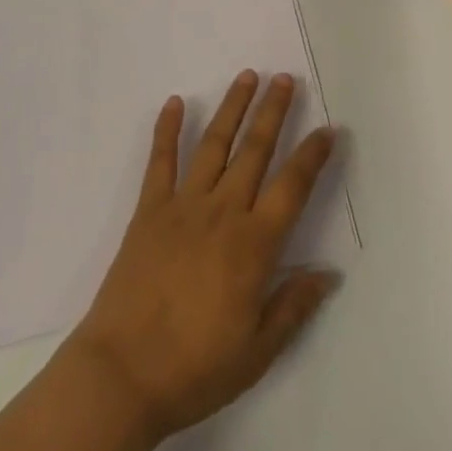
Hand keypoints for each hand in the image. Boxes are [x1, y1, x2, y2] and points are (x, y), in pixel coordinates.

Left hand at [65, 72, 339, 443]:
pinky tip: (174, 102)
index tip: (328, 129)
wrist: (122, 373)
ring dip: (232, 108)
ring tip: (247, 77)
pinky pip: (161, 161)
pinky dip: (167, 129)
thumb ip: (294, 306)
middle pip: (254, 151)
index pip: (292, 187)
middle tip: (285, 79)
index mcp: (253, 245)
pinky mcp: (149, 209)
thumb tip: (328, 273)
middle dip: (273, 112)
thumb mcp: (257, 352)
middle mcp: (223, 212)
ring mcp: (183, 205)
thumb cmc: (195, 368)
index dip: (312, 156)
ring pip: (214, 144)